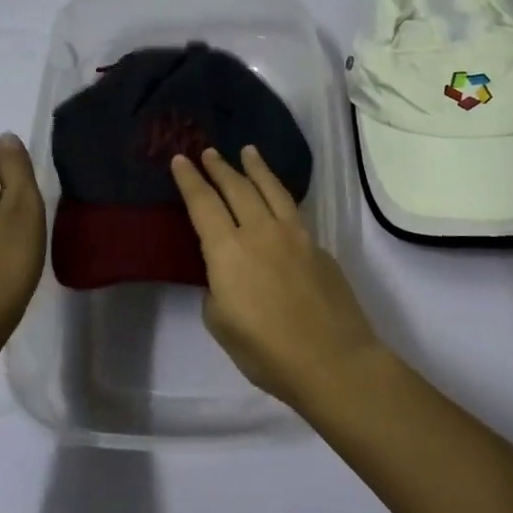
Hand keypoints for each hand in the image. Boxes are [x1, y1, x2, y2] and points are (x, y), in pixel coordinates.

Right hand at [170, 146, 382, 408]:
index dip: (189, 180)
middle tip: (209, 152)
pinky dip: (279, 194)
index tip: (179, 159)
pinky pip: (292, 210)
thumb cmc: (267, 352)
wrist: (332, 360)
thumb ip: (217, 290)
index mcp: (228, 251)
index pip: (203, 204)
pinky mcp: (318, 246)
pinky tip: (277, 197)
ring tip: (248, 152)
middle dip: (220, 167)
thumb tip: (226, 276)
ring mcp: (295, 235)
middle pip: (237, 188)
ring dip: (256, 168)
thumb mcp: (222, 325)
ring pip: (271, 190)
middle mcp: (260, 232)